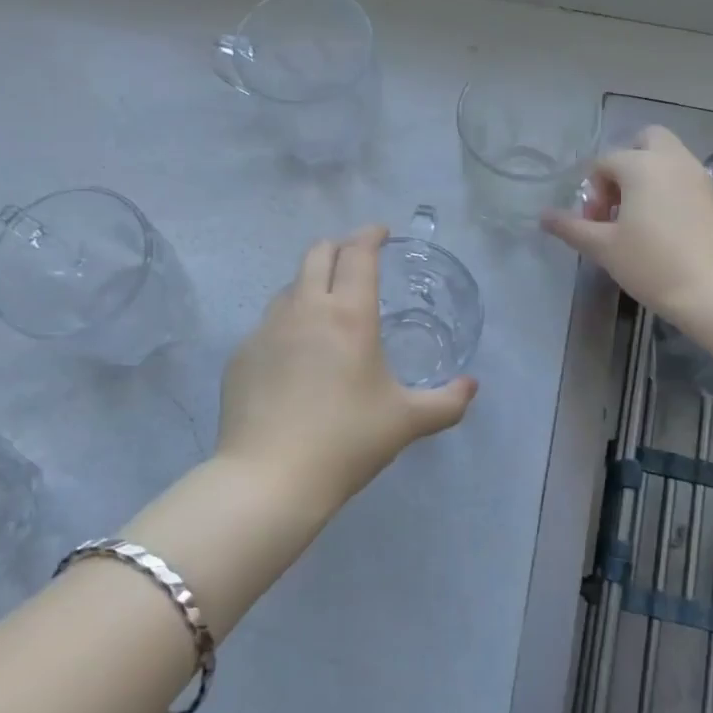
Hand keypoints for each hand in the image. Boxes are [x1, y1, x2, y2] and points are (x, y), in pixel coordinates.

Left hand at [215, 225, 476, 508]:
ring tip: (326, 310)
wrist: (269, 480)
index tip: (381, 232)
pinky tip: (295, 357)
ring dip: (310, 283)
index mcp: (348, 314)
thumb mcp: (406, 421)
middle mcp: (305, 308)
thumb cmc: (346, 441)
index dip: (370, 234)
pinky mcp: (241, 354)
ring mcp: (266, 329)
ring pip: (289, 285)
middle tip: (356, 262)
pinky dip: (287, 323)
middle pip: (317, 253)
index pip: (358, 253)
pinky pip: (268, 323)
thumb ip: (447, 402)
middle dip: (339, 247)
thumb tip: (471, 386)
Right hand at [542, 126, 712, 322]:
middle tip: (618, 202)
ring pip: (668, 159)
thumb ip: (572, 227)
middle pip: (645, 140)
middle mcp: (673, 160)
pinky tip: (664, 229)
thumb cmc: (654, 265)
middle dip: (625, 163)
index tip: (594, 225)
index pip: (604, 162)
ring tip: (638, 219)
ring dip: (647, 177)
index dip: (592, 192)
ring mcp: (700, 176)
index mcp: (641, 165)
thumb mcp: (604, 248)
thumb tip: (543, 216)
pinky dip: (669, 190)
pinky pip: (685, 179)